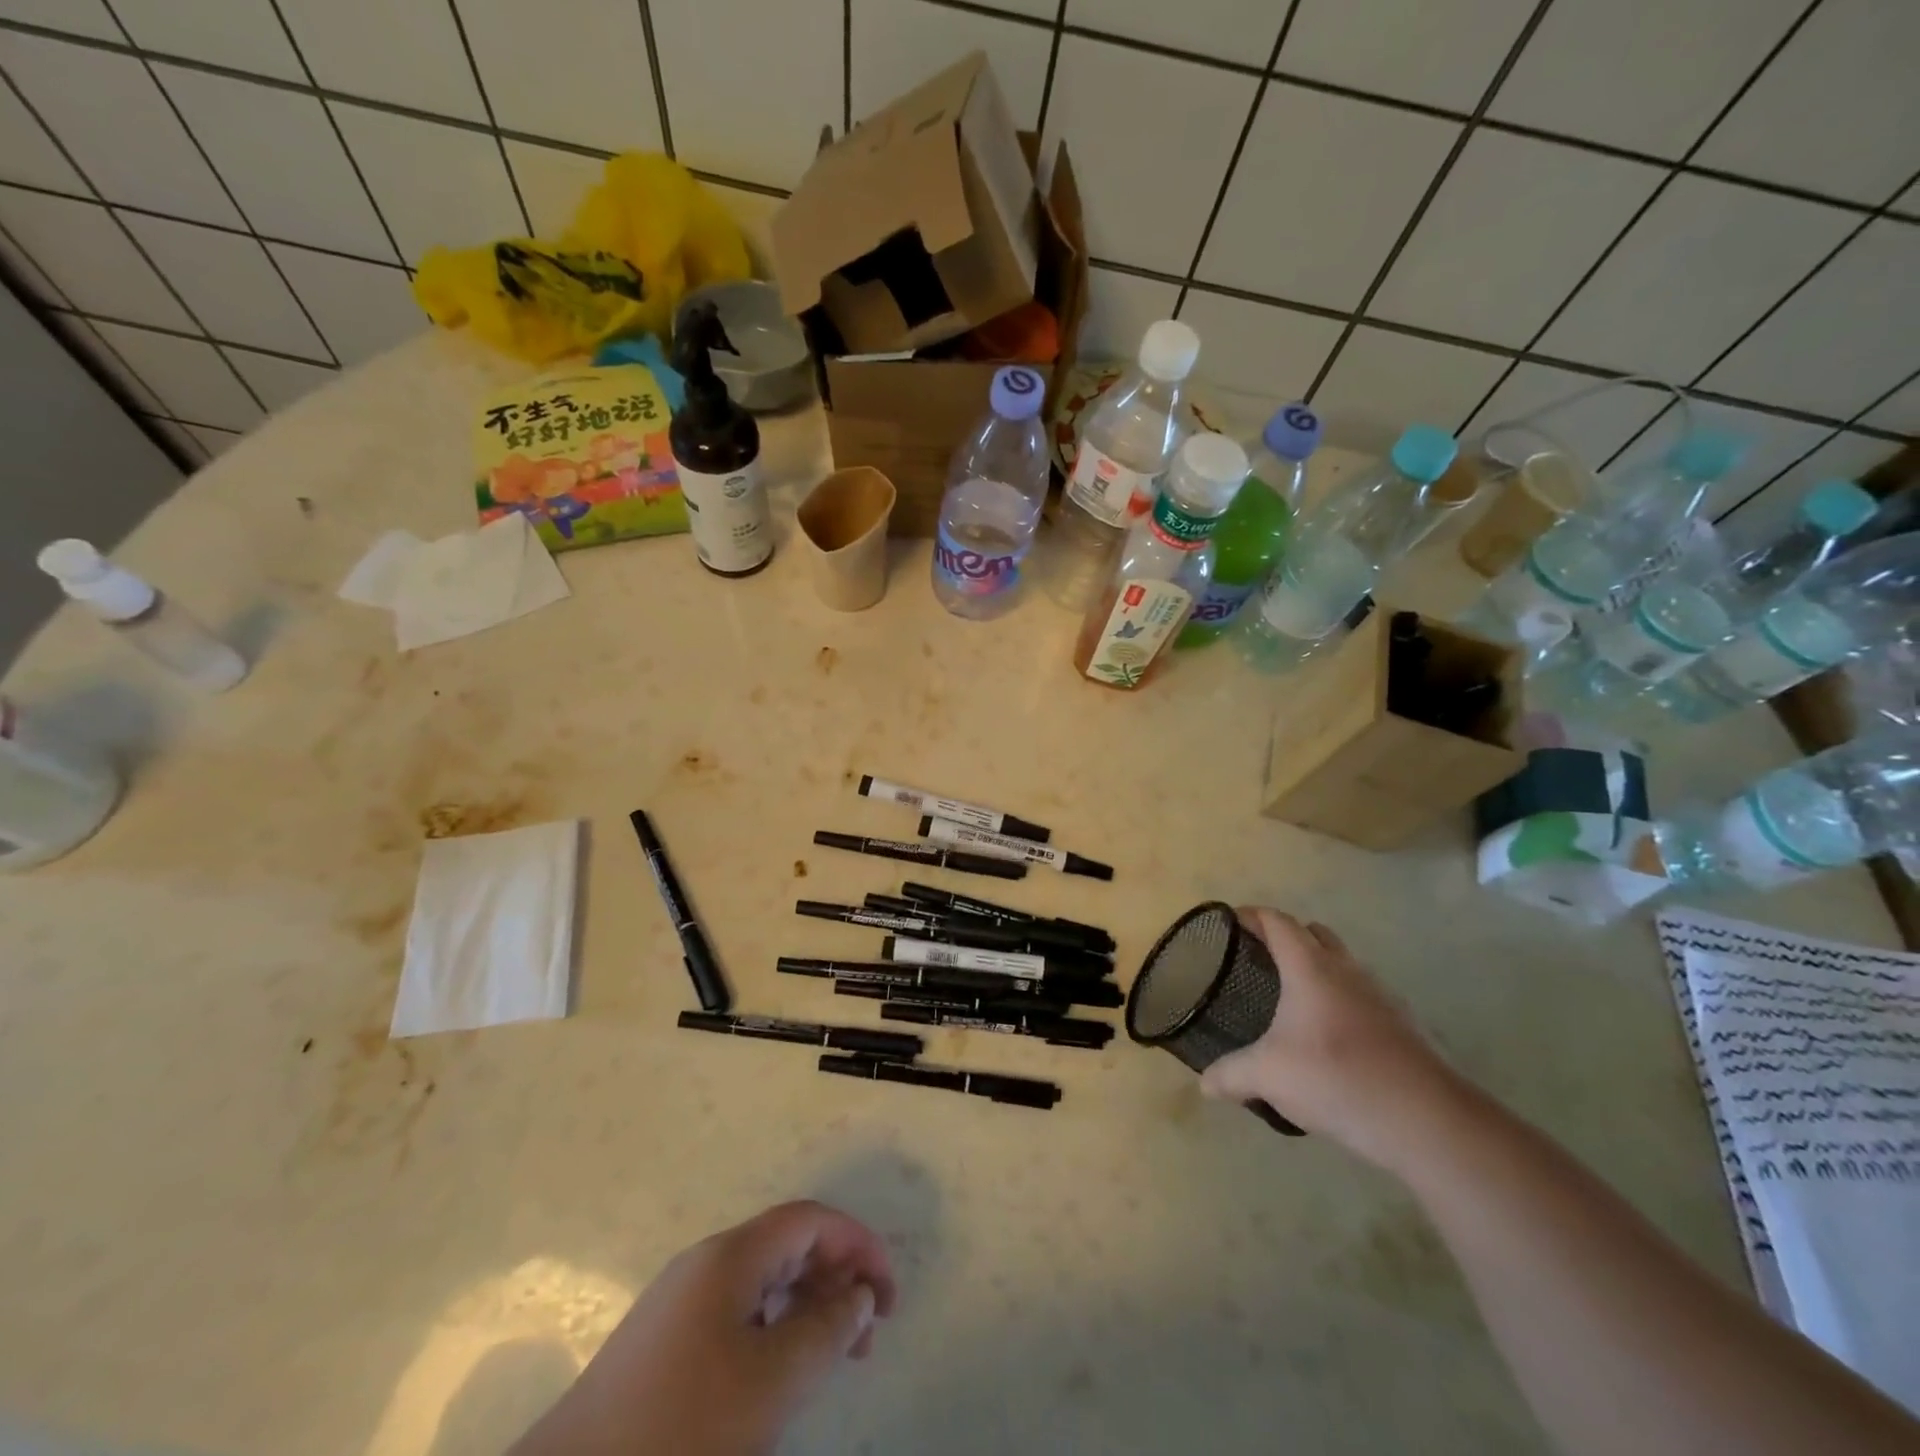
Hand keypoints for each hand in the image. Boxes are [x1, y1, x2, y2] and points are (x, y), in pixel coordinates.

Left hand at [511, 1201, 895, 1455]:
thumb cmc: (682, 1426)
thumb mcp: (771, 1382)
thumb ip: (826, 1330)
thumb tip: (861, 1293)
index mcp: (731, 1255)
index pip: (810, 1220)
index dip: (857, 1244)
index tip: (889, 1294)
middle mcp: (706, 1263)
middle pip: (788, 1246)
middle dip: (836, 1278)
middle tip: (869, 1336)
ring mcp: (680, 1303)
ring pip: (763, 1283)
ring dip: (808, 1308)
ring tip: (835, 1357)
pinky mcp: (663, 1345)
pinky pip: (737, 1316)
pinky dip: (774, 1332)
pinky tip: (781, 1375)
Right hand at [1200, 907, 1466, 1171]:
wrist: (1428, 1120)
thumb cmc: (1337, 1077)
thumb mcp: (1269, 1076)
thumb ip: (1231, 1074)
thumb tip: (1205, 1084)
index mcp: (1310, 966)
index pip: (1277, 921)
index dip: (1252, 916)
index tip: (1230, 923)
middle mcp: (1347, 970)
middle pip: (1314, 933)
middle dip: (1286, 938)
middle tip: (1259, 960)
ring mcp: (1382, 996)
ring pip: (1343, 965)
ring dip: (1318, 970)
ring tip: (1292, 1002)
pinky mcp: (1405, 1026)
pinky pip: (1363, 997)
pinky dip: (1342, 1002)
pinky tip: (1330, 1039)